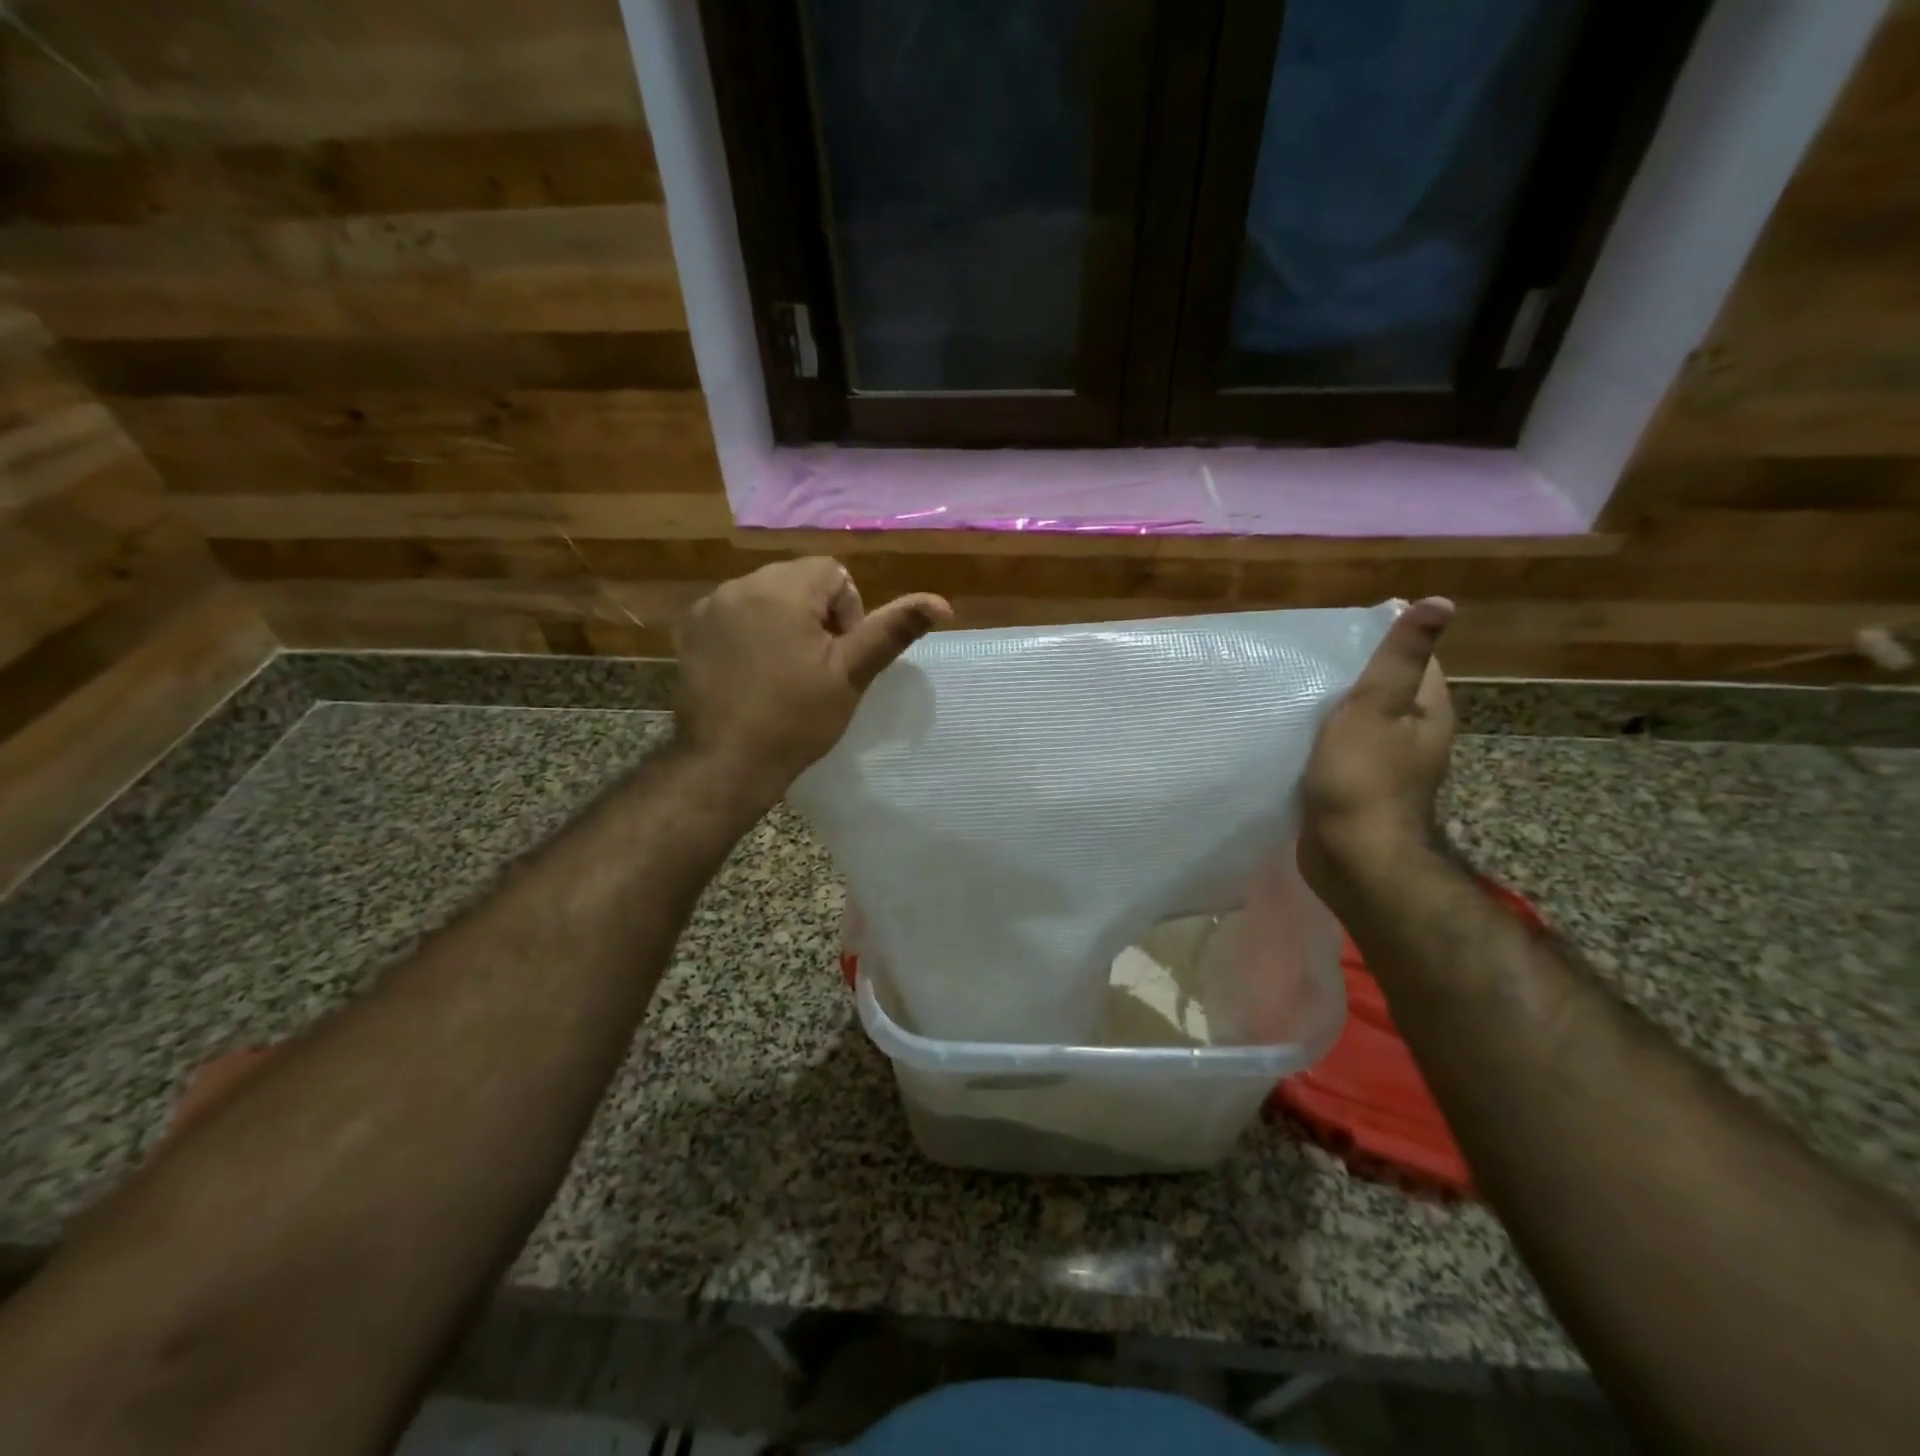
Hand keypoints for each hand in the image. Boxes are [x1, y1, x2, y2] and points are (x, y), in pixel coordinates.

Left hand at [673, 558, 951, 796]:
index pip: (832, 572)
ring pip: (765, 596)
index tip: (839, 655)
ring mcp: (709, 607)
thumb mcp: (851, 674)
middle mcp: (740, 585)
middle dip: (815, 614)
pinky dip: (750, 632)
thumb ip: (892, 630)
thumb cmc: (796, 720)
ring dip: (783, 622)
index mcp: (782, 589)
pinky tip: (752, 674)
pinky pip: (734, 614)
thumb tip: (941, 603)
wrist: (726, 764)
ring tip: (784, 672)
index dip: (848, 611)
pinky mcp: (690, 630)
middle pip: (797, 580)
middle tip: (816, 667)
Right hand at [1299, 598, 1456, 892]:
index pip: (1413, 661)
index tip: (1333, 635)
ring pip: (1356, 722)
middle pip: (1382, 691)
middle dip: (1346, 676)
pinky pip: (1337, 750)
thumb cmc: (1364, 779)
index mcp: (1427, 712)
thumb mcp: (1377, 708)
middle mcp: (1413, 736)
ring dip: (1329, 709)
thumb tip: (1440, 602)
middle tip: (1300, 662)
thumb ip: (1399, 659)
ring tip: (1289, 692)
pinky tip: (1290, 734)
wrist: (1352, 858)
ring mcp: (1384, 765)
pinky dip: (1318, 739)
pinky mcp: (1355, 787)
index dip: (1378, 643)